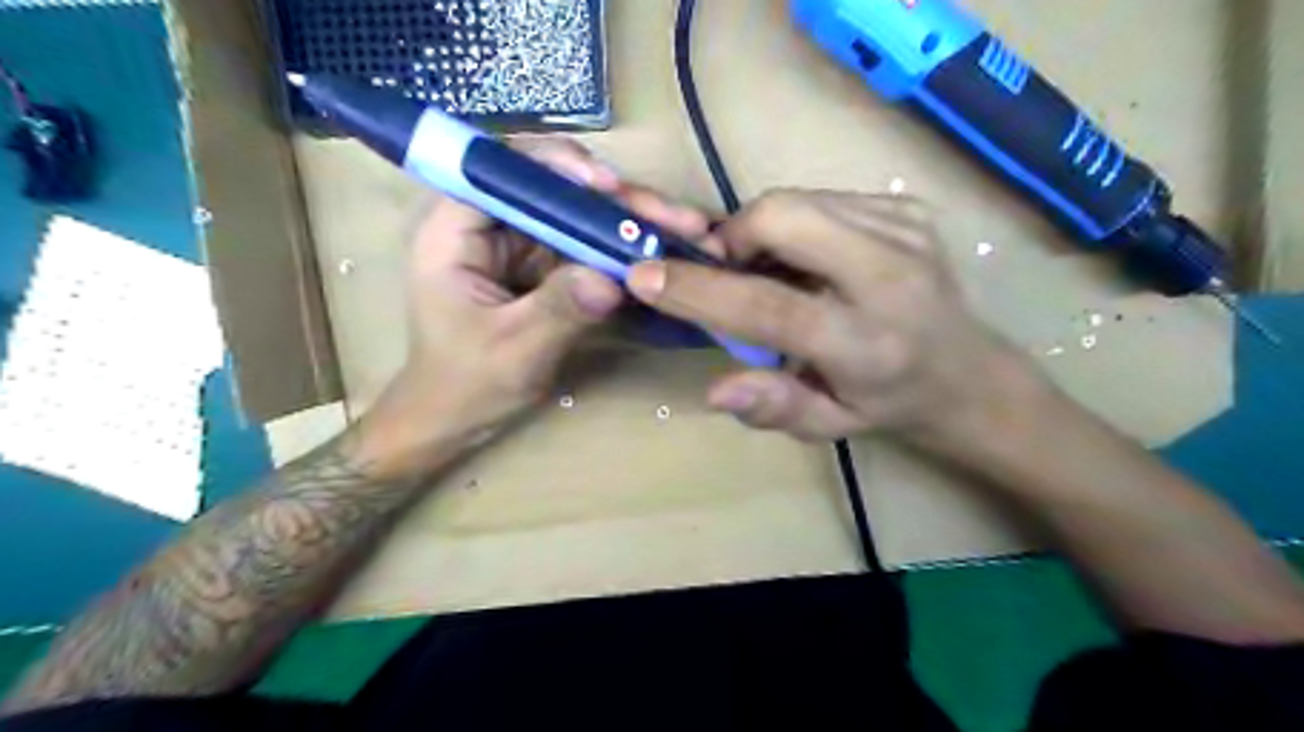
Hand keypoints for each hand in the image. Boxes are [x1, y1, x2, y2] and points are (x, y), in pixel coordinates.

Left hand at [358, 137, 711, 476]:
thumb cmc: (466, 384)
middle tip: (673, 216)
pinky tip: (667, 248)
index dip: (555, 165)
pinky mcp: (545, 266)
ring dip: (630, 220)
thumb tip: (611, 281)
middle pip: (553, 188)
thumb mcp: (512, 349)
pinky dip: (625, 247)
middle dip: (614, 198)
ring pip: (579, 214)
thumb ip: (558, 311)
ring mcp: (521, 244)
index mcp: (454, 230)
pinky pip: (588, 245)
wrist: (458, 418)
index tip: (608, 187)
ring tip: (686, 228)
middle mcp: (489, 225)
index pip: (500, 169)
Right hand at [625, 188, 1045, 450]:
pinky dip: (795, 224)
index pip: (769, 306)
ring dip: (762, 231)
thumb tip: (715, 390)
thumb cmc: (886, 405)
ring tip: (771, 271)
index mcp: (866, 344)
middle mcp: (891, 276)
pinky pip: (822, 199)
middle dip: (734, 237)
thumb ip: (771, 407)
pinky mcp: (907, 208)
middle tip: (727, 270)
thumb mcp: (826, 425)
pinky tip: (809, 260)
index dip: (699, 289)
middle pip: (784, 217)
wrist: (968, 372)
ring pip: (798, 199)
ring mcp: (905, 230)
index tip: (645, 274)